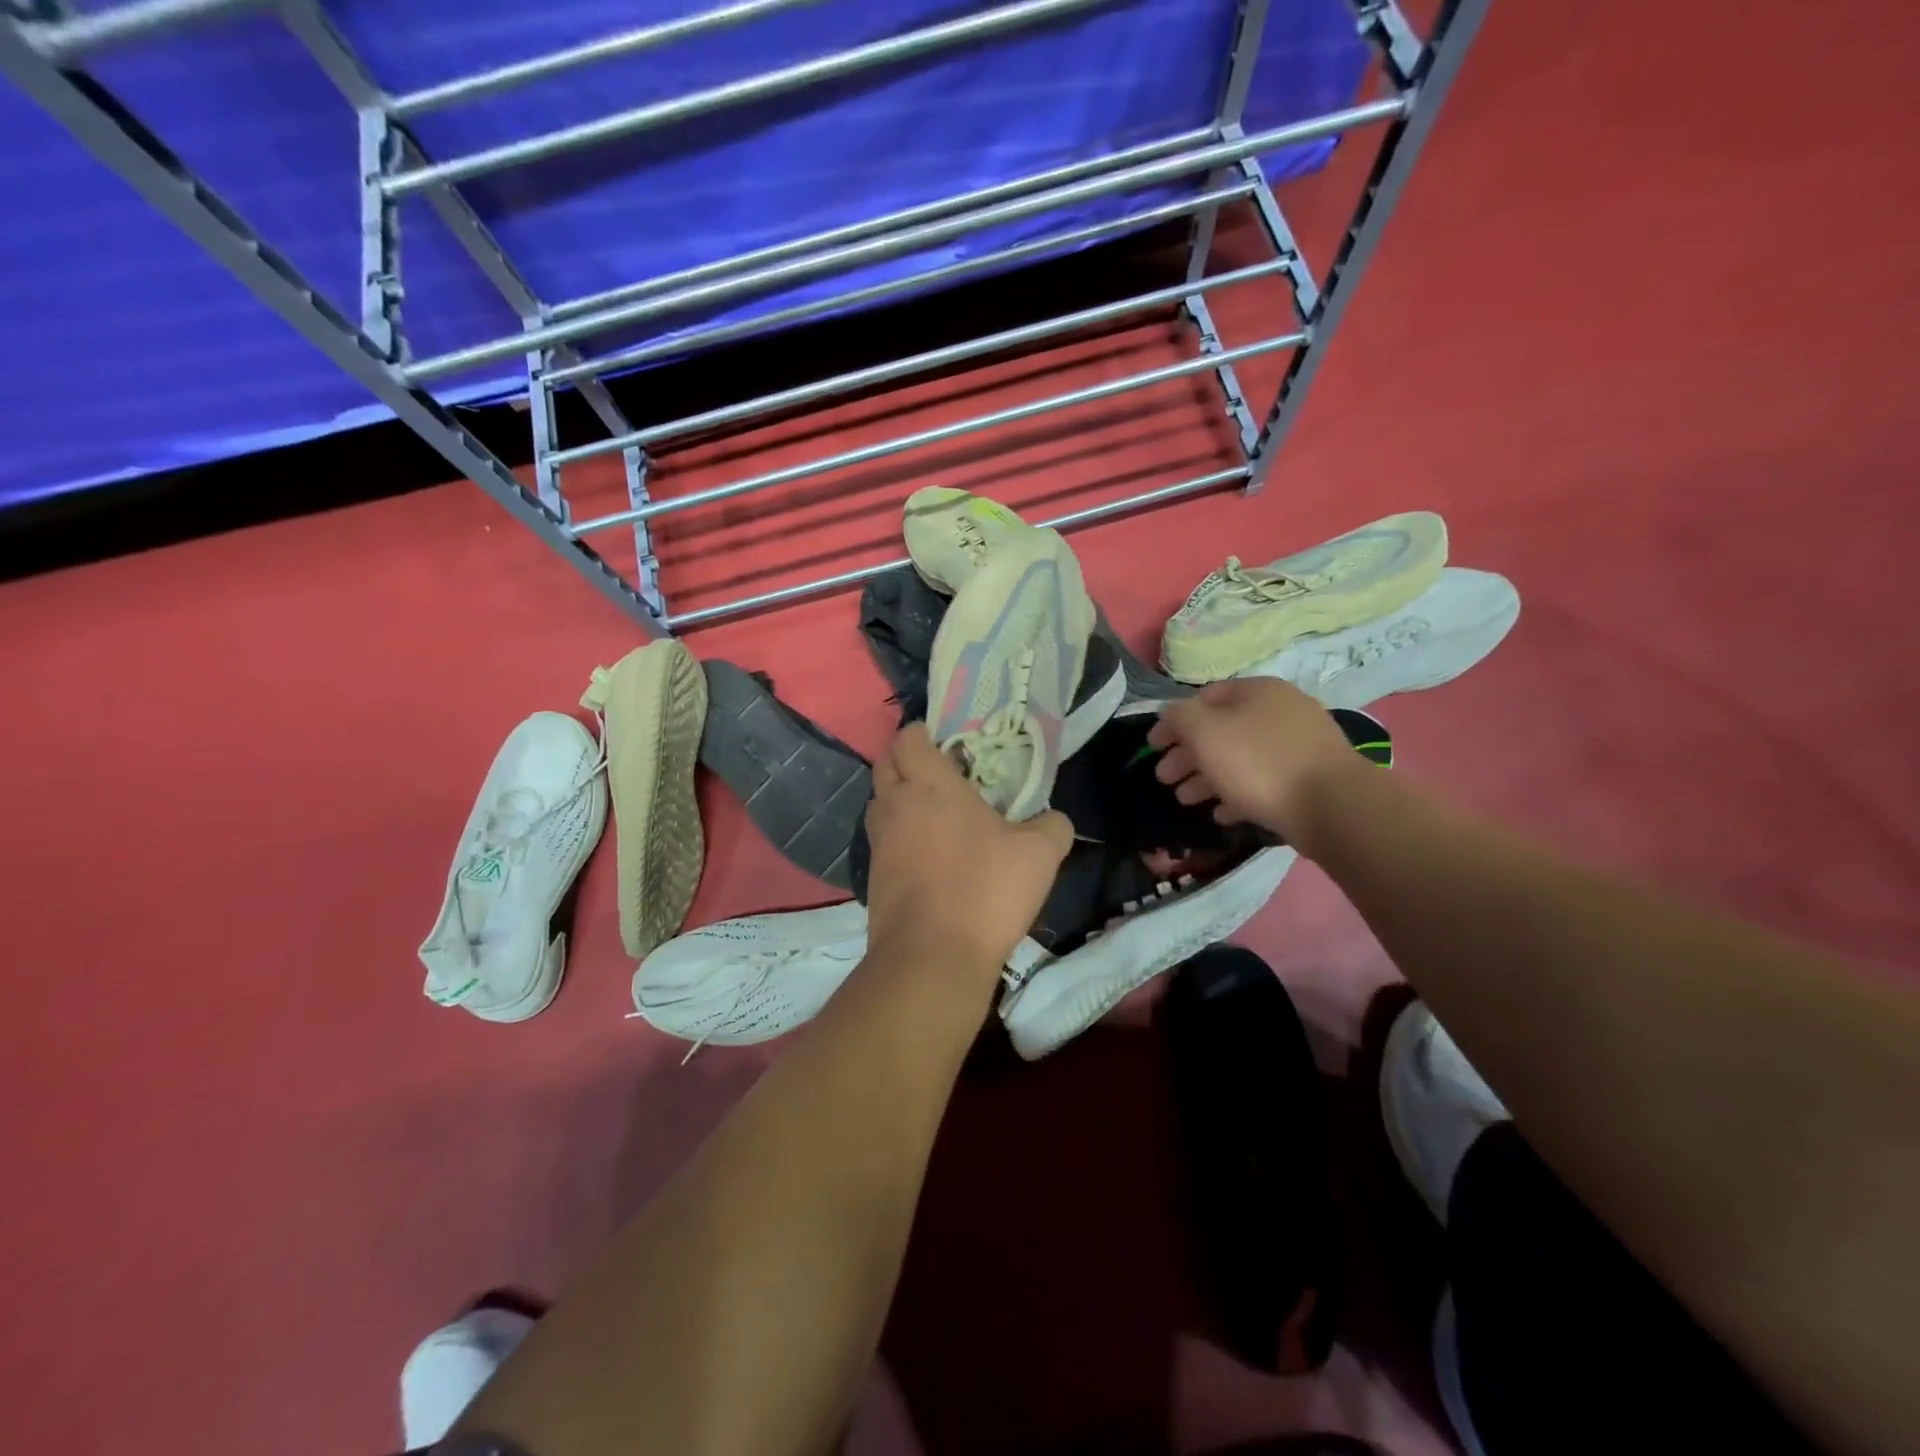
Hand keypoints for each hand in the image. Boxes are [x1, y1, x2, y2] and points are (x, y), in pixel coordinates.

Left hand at [864, 723, 1072, 983]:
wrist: (933, 957)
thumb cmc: (985, 890)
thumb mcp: (1040, 854)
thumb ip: (1051, 826)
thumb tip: (1053, 819)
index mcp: (930, 785)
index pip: (908, 739)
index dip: (922, 733)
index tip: (946, 742)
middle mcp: (895, 805)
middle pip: (885, 765)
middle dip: (906, 760)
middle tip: (940, 773)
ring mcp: (878, 843)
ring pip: (879, 804)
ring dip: (898, 799)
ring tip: (933, 813)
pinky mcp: (873, 878)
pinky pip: (882, 841)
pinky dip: (898, 837)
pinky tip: (927, 855)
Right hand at [1147, 678, 1362, 845]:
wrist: (1332, 806)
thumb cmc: (1258, 762)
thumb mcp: (1205, 732)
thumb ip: (1179, 717)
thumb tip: (1169, 713)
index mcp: (1256, 691)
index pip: (1203, 698)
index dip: (1172, 722)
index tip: (1152, 748)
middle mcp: (1280, 710)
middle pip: (1221, 730)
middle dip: (1188, 755)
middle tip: (1164, 780)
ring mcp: (1299, 745)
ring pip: (1240, 757)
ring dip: (1207, 777)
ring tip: (1186, 801)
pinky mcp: (1309, 778)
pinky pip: (1264, 781)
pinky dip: (1238, 794)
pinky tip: (1221, 814)